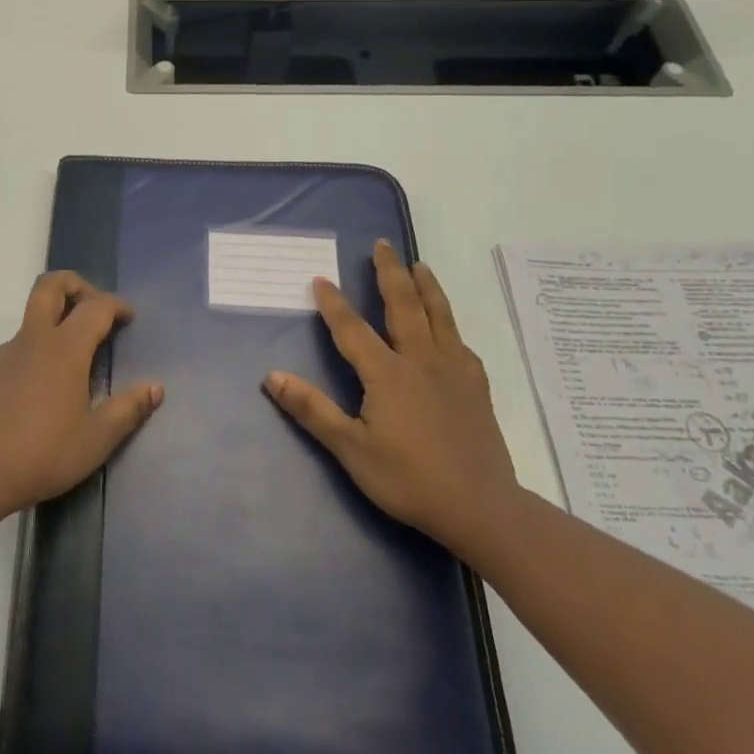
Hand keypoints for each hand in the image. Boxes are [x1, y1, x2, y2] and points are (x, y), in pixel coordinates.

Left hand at [0, 271, 163, 519]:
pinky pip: (14, 351)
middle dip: (75, 284)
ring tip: (71, 367)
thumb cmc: (44, 454)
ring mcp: (3, 354)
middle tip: (93, 308)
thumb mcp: (97, 439)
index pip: (95, 307)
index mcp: (64, 349)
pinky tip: (38, 395)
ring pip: (31, 321)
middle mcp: (32, 340)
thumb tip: (154, 388)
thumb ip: (128, 409)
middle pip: (50, 285)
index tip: (128, 318)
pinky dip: (34, 356)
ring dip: (54, 326)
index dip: (116, 305)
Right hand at [263, 242, 518, 552]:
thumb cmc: (409, 479)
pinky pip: (461, 343)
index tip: (320, 278)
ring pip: (439, 316)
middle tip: (383, 245)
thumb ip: (312, 410)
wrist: (482, 508)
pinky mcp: (476, 388)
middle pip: (404, 305)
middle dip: (390, 273)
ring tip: (419, 265)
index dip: (334, 303)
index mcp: (386, 373)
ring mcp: (453, 371)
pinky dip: (451, 324)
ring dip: (426, 286)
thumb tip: (272, 376)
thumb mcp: (351, 449)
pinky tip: (449, 327)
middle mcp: (420, 360)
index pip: (352, 329)